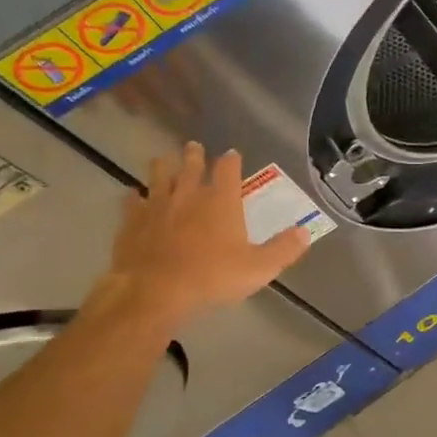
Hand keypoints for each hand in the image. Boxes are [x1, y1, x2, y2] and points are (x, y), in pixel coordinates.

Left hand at [97, 144, 311, 330]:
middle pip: (190, 166)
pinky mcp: (132, 221)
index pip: (227, 169)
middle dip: (194, 155)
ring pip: (159, 176)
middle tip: (194, 146)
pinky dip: (135, 197)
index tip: (232, 154)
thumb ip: (284, 249)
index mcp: (221, 201)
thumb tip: (305, 232)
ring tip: (164, 159)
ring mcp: (157, 206)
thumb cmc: (212, 276)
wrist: (155, 291)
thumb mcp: (260, 267)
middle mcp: (188, 195)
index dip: (231, 160)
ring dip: (163, 166)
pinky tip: (133, 196)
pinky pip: (132, 201)